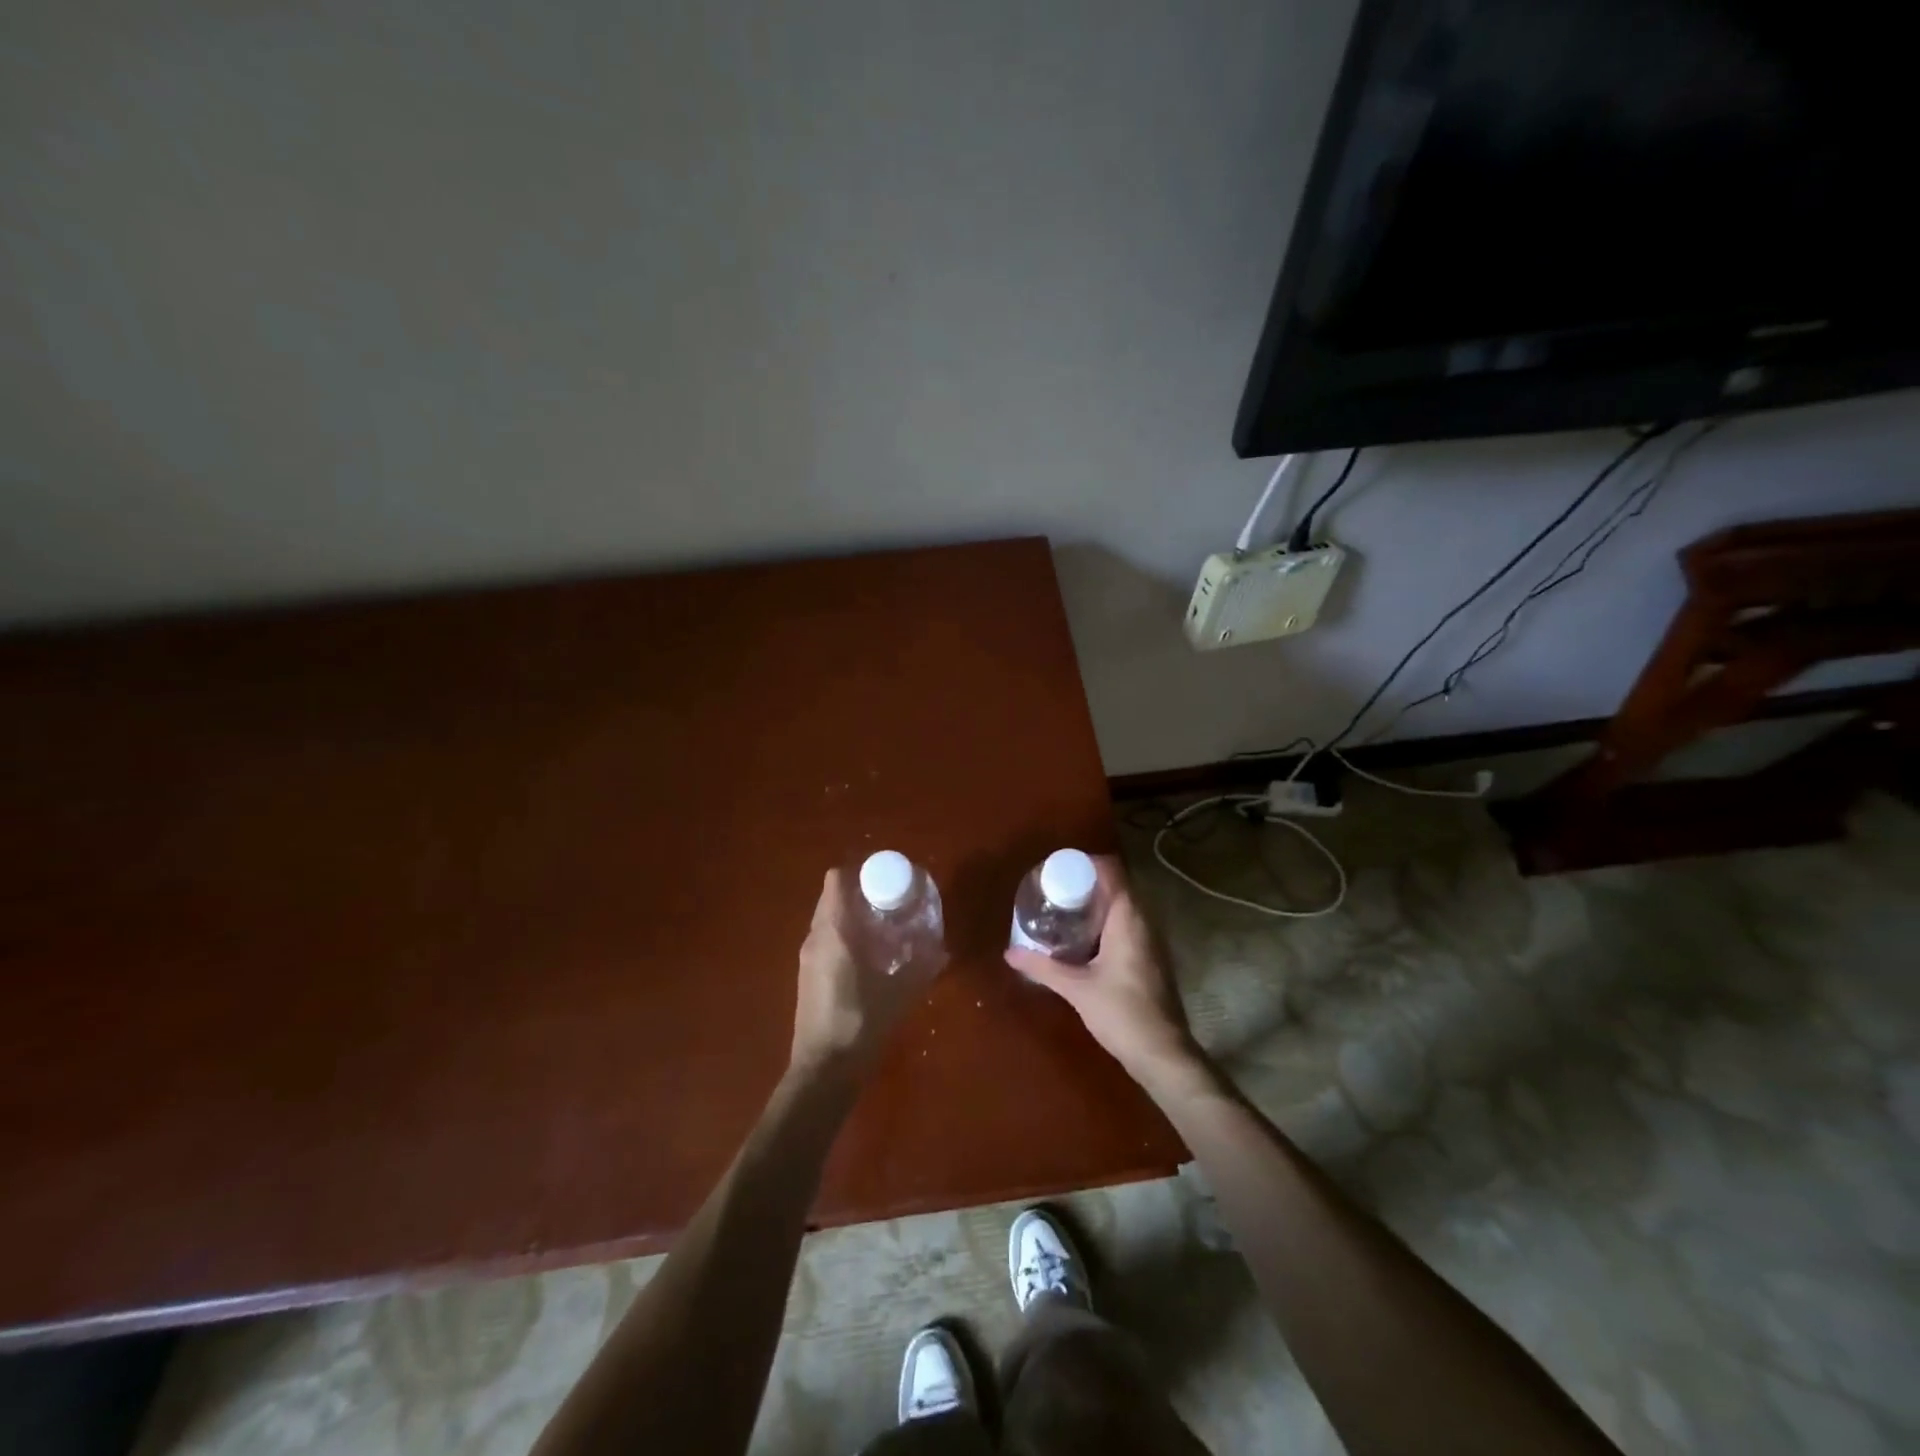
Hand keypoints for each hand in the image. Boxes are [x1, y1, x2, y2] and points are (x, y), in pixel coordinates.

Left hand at [791, 869, 944, 1078]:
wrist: (824, 1070)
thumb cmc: (861, 1022)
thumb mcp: (900, 991)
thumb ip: (922, 966)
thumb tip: (943, 948)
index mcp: (833, 930)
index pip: (836, 879)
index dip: (859, 872)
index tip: (886, 878)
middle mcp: (815, 937)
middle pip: (832, 897)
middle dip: (860, 893)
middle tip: (892, 901)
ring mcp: (807, 958)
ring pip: (828, 920)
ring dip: (852, 916)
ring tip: (885, 927)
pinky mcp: (808, 977)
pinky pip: (826, 941)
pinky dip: (845, 937)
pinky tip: (870, 956)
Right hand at [1003, 856, 1205, 1094]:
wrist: (1163, 1054)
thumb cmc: (1121, 1013)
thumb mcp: (1076, 988)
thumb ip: (1042, 967)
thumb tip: (1009, 952)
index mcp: (1129, 919)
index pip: (1112, 872)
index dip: (1088, 863)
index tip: (1060, 867)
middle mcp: (1145, 922)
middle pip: (1118, 886)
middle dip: (1088, 883)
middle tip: (1056, 888)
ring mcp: (1152, 941)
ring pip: (1124, 907)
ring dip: (1098, 903)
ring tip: (1065, 908)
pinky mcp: (1152, 958)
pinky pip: (1129, 925)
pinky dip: (1108, 922)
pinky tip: (1085, 938)